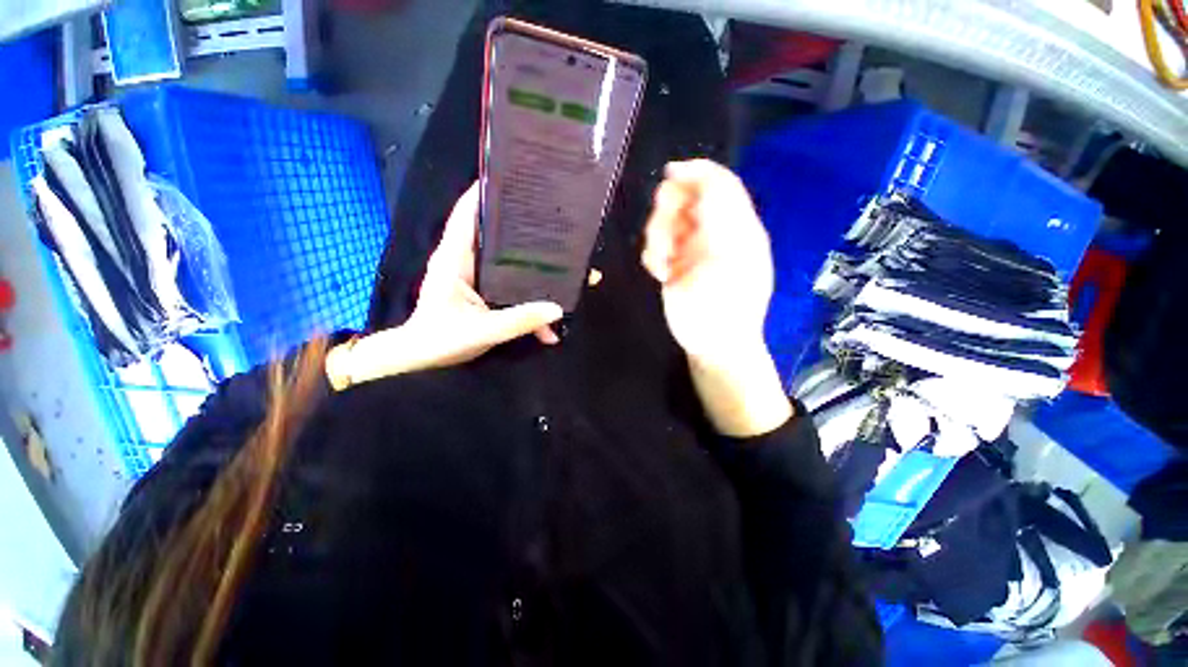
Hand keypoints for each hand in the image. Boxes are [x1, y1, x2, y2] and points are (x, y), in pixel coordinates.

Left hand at [327, 183, 561, 388]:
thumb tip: (558, 309)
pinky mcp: (484, 292)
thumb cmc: (440, 341)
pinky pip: (511, 285)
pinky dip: (529, 296)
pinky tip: (549, 315)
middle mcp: (465, 261)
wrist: (422, 361)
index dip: (485, 193)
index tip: (513, 178)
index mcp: (454, 258)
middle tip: (556, 223)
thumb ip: (519, 321)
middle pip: (496, 234)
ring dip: (534, 266)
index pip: (468, 214)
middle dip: (525, 229)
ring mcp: (476, 276)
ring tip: (566, 267)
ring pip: (508, 261)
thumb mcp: (482, 332)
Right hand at [642, 159, 773, 368]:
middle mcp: (713, 232)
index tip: (668, 176)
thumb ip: (716, 208)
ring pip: (665, 222)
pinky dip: (652, 256)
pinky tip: (659, 273)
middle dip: (667, 213)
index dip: (694, 172)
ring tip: (663, 264)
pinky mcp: (674, 266)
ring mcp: (691, 250)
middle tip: (665, 238)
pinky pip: (655, 246)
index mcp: (736, 224)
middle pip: (685, 199)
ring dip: (657, 238)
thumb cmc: (727, 302)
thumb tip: (690, 174)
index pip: (717, 182)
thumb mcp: (729, 250)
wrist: (714, 344)